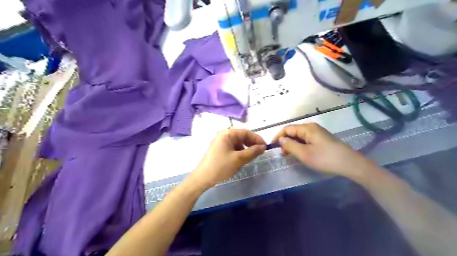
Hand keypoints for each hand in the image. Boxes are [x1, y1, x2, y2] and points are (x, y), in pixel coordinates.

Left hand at [188, 129, 266, 190]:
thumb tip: (263, 147)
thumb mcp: (239, 159)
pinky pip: (233, 147)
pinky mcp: (219, 149)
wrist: (202, 178)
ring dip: (246, 148)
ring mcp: (220, 142)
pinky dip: (239, 152)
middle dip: (251, 144)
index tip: (265, 147)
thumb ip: (253, 151)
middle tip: (259, 153)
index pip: (246, 132)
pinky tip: (241, 159)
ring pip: (238, 142)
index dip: (257, 139)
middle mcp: (223, 135)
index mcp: (227, 133)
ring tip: (250, 157)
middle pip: (242, 136)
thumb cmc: (221, 167)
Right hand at [273, 123, 372, 178]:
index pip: (287, 129)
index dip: (278, 136)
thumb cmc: (325, 158)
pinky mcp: (322, 140)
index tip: (272, 147)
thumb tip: (281, 139)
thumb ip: (290, 146)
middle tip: (282, 154)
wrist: (350, 164)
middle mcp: (312, 128)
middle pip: (294, 132)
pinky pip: (307, 140)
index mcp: (307, 128)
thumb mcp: (304, 154)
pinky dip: (300, 146)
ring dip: (293, 145)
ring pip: (300, 137)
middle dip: (285, 141)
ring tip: (289, 155)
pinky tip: (300, 154)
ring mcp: (318, 133)